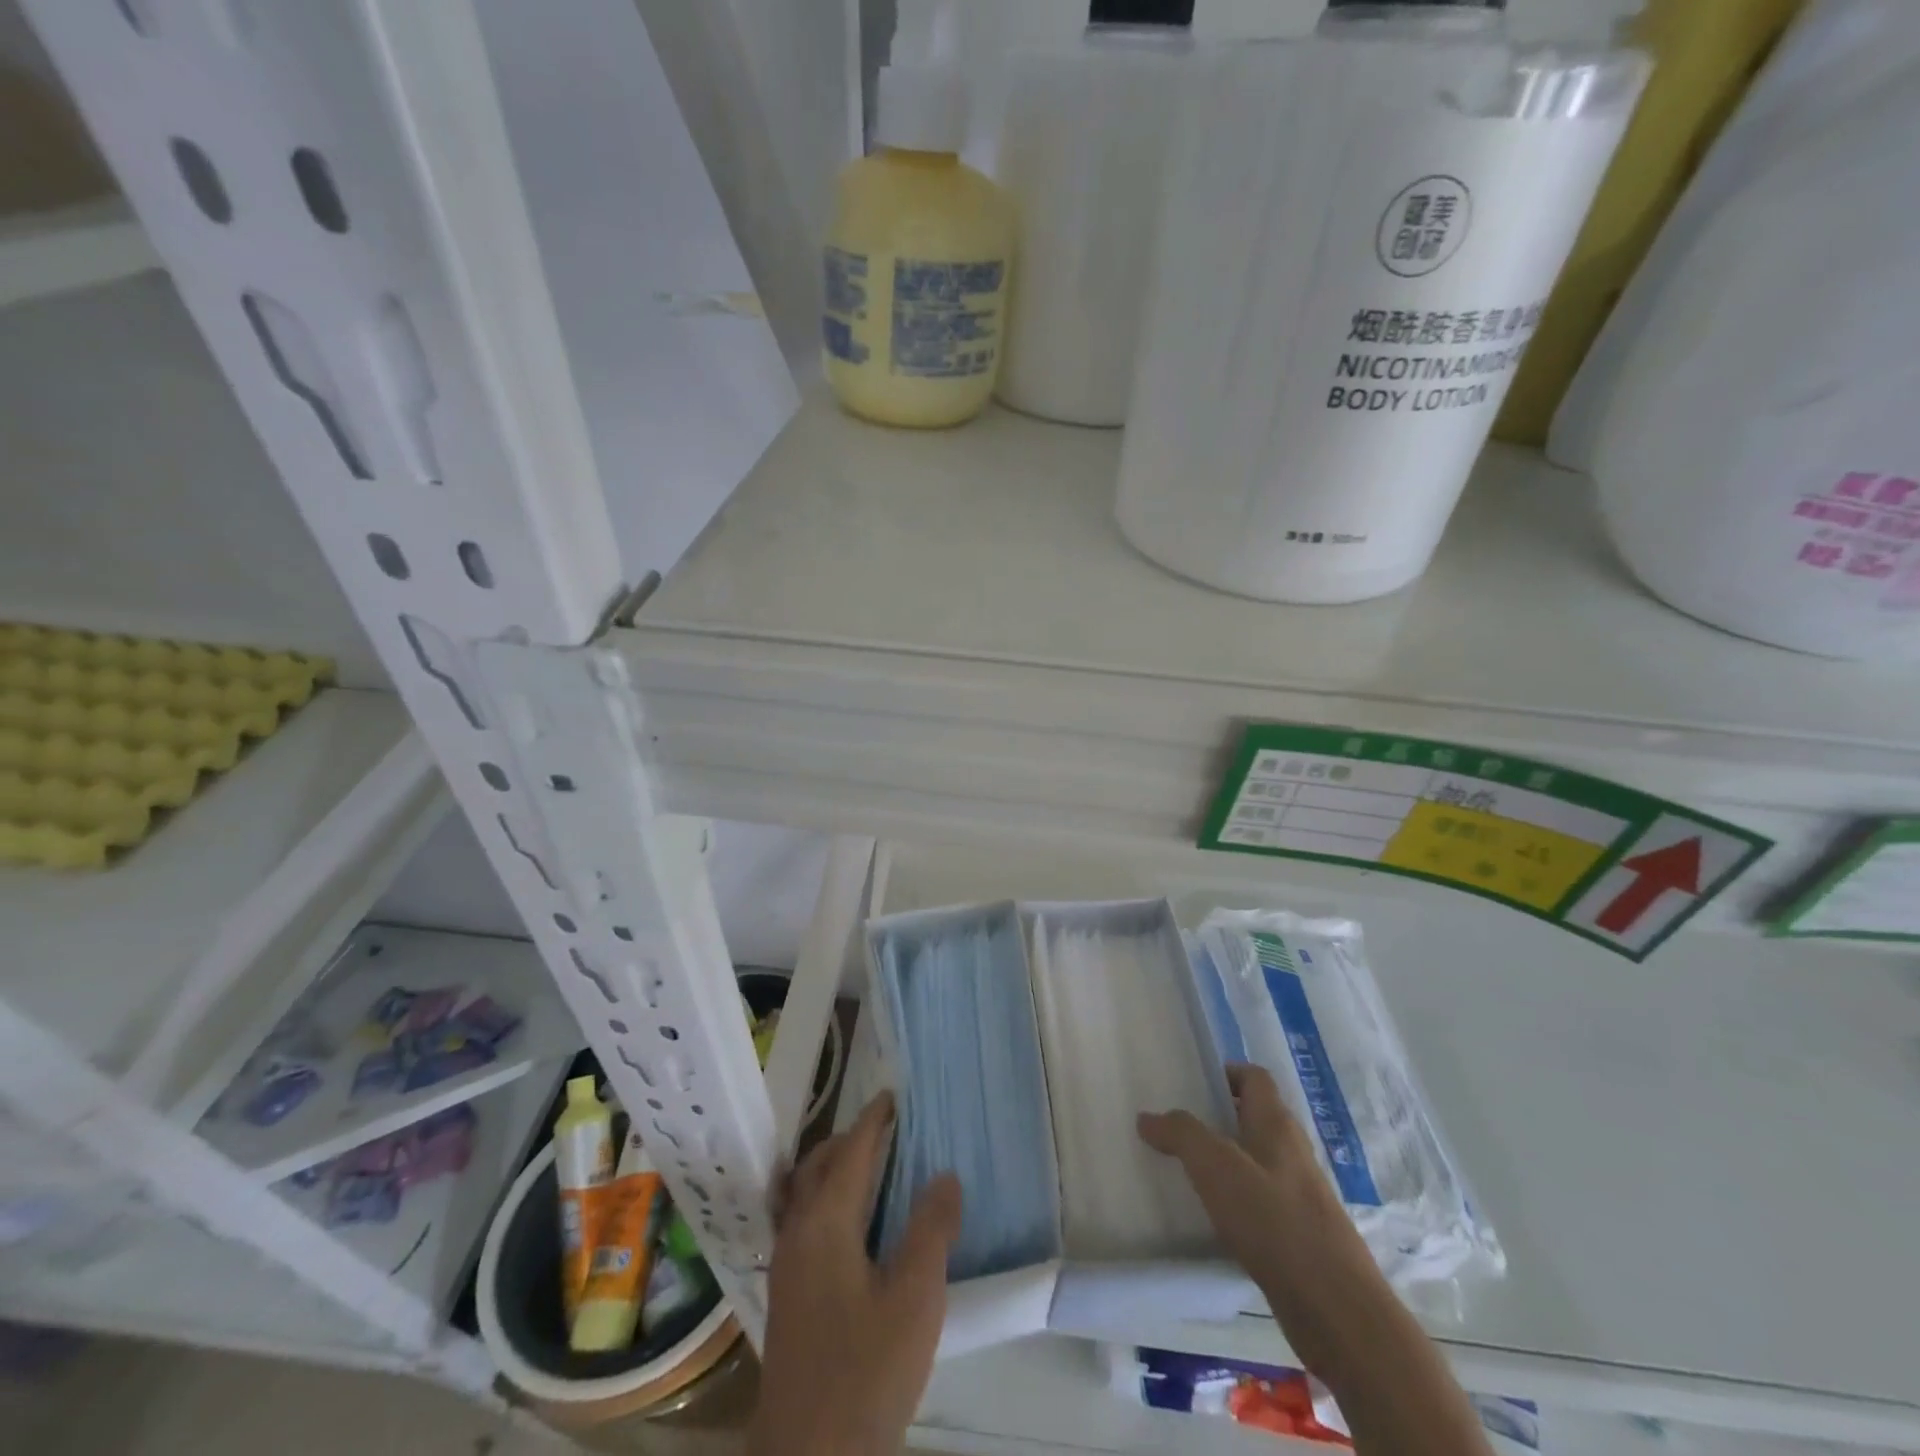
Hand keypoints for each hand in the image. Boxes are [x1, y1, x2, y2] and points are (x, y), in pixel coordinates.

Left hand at [749, 1093, 962, 1455]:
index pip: (851, 1152)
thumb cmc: (866, 1372)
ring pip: (803, 1192)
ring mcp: (786, 1264)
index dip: (872, 1120)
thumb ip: (931, 1230)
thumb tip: (944, 1174)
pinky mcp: (785, 1294)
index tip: (891, 1096)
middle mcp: (797, 1231)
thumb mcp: (915, 1299)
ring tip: (866, 1165)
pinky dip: (821, 1198)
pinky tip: (844, 1224)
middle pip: (819, 1165)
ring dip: (832, 1167)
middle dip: (850, 1139)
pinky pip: (800, 1219)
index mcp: (826, 1222)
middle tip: (885, 1127)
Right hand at [1138, 1063, 1386, 1385]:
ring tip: (1180, 1169)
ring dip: (1221, 1162)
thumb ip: (1181, 1134)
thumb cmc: (1275, 1222)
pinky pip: (1258, 1201)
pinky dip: (1232, 1201)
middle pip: (1251, 1118)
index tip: (1188, 1084)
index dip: (1224, 1073)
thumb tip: (1148, 1117)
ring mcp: (1298, 1195)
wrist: (1337, 1310)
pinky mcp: (1297, 1235)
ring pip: (1253, 1161)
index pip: (1253, 1077)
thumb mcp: (1217, 1167)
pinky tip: (1207, 1217)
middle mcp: (1290, 1152)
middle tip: (1173, 1126)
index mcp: (1276, 1124)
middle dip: (1214, 1118)